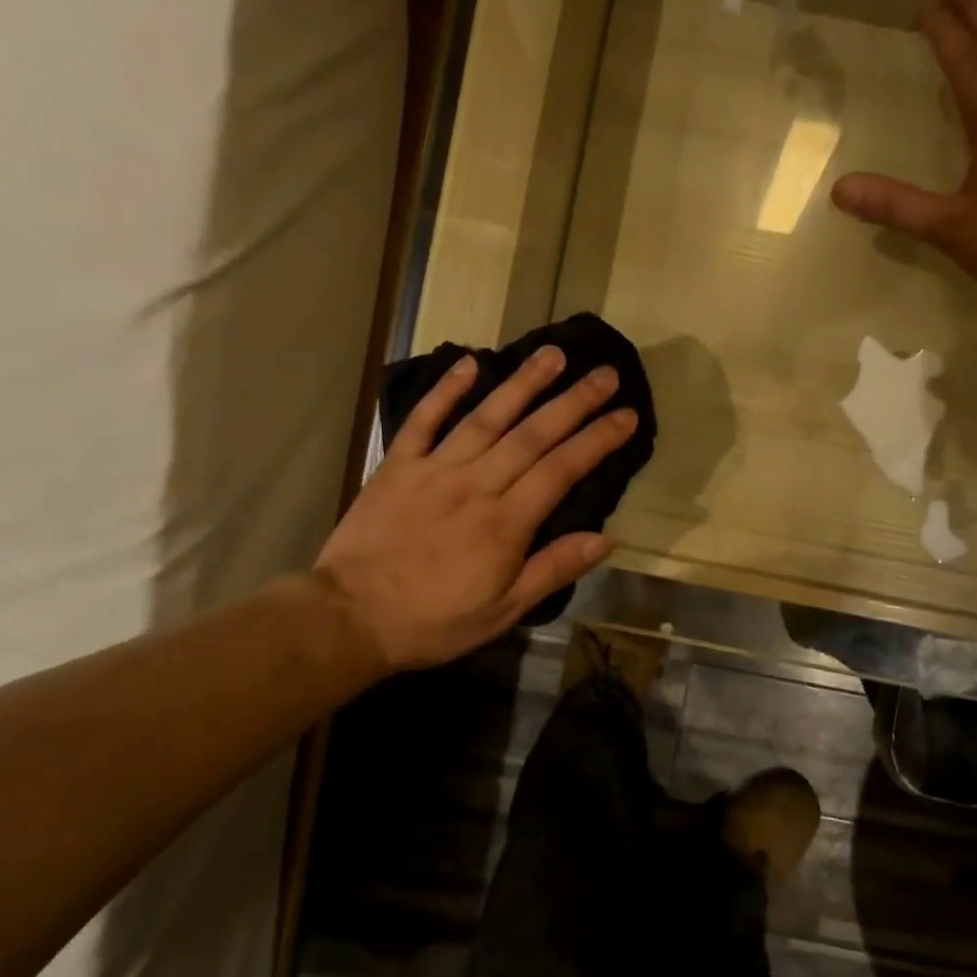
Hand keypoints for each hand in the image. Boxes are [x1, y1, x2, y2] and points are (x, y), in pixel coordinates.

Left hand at [312, 346, 636, 674]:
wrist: (350, 618)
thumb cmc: (434, 621)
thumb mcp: (502, 611)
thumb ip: (552, 570)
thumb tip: (606, 539)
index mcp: (505, 523)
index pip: (562, 470)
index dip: (597, 439)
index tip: (627, 415)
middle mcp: (476, 485)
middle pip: (533, 434)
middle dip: (574, 401)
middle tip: (605, 374)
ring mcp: (435, 469)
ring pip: (487, 417)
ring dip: (522, 383)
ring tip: (552, 354)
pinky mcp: (398, 464)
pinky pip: (425, 419)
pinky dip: (446, 389)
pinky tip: (469, 361)